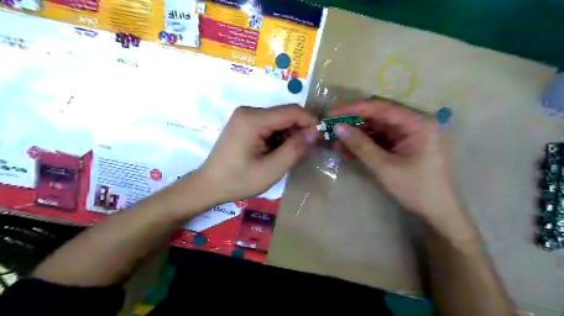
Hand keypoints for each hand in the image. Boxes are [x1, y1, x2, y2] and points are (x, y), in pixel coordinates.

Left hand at [196, 105, 315, 204]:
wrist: (209, 186)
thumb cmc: (238, 180)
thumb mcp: (271, 170)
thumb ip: (295, 150)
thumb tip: (316, 132)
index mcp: (253, 119)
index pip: (291, 111)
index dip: (310, 122)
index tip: (321, 138)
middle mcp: (249, 111)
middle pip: (285, 114)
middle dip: (299, 131)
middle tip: (306, 152)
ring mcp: (245, 116)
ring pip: (279, 120)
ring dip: (289, 136)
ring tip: (289, 156)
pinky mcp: (244, 124)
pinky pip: (270, 125)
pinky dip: (279, 137)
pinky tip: (277, 153)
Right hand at [331, 97, 456, 221]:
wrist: (437, 212)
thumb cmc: (416, 189)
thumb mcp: (385, 167)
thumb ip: (361, 145)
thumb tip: (338, 127)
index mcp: (418, 123)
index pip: (381, 107)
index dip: (354, 109)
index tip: (332, 113)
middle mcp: (415, 123)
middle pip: (378, 116)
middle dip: (353, 123)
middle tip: (331, 128)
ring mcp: (409, 134)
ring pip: (376, 128)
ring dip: (356, 135)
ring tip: (335, 143)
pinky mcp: (404, 145)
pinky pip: (380, 139)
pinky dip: (364, 144)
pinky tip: (347, 151)